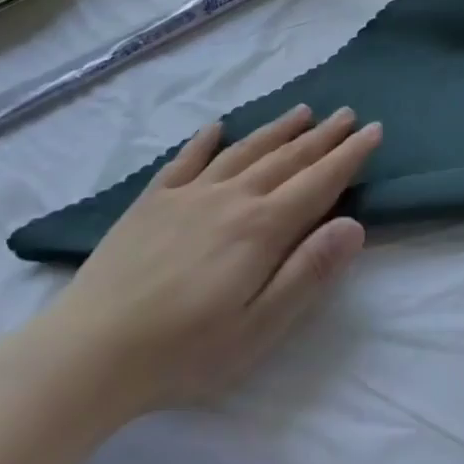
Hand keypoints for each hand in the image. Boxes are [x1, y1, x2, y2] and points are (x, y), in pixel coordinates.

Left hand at [8, 105, 379, 431]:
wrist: (89, 351)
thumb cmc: (184, 352)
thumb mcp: (259, 327)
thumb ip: (308, 272)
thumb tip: (354, 225)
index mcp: (261, 228)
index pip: (318, 182)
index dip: (349, 156)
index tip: (373, 130)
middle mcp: (231, 197)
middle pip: (287, 158)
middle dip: (322, 136)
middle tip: (347, 114)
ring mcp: (189, 194)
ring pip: (244, 150)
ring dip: (277, 130)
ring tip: (302, 111)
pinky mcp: (152, 201)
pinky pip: (186, 160)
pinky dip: (205, 140)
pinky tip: (217, 126)